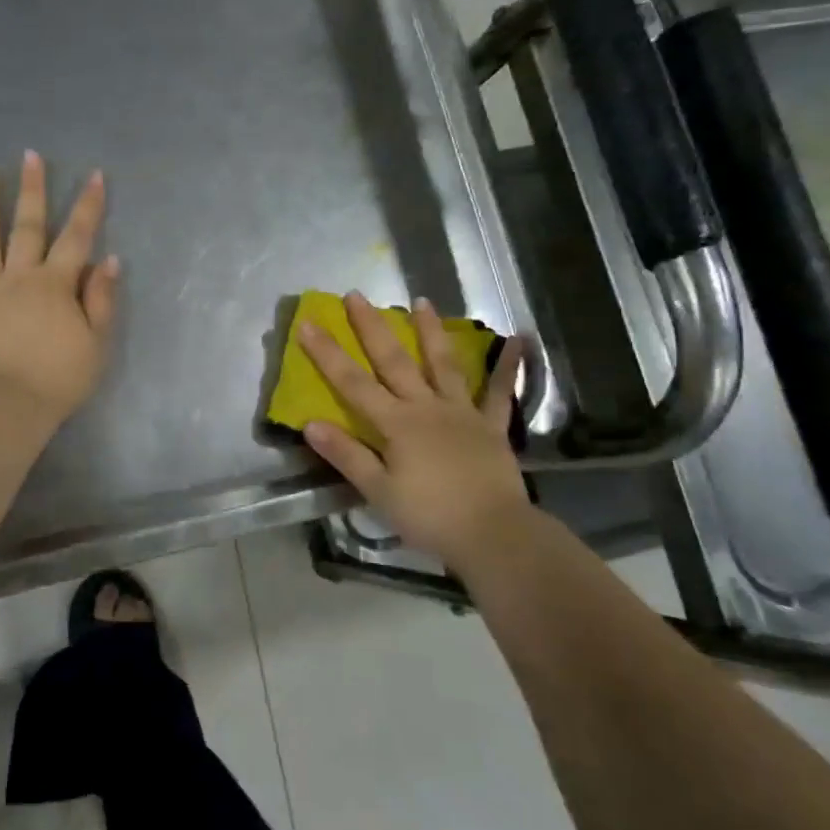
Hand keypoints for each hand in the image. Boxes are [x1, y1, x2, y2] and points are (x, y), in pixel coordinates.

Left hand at [0, 151, 118, 423]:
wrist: (8, 405)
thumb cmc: (58, 378)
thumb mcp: (97, 342)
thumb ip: (102, 299)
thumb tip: (108, 259)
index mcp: (55, 284)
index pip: (77, 237)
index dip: (89, 206)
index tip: (95, 175)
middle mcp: (19, 276)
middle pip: (28, 226)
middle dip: (33, 190)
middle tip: (30, 157)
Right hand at [298, 293, 530, 570]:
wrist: (494, 534)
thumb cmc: (430, 516)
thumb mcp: (379, 491)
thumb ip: (347, 455)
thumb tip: (310, 423)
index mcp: (396, 424)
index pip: (352, 383)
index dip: (328, 353)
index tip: (308, 323)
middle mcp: (426, 407)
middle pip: (394, 361)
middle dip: (372, 327)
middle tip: (357, 295)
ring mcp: (462, 412)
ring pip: (443, 364)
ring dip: (431, 331)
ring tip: (422, 301)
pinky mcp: (491, 426)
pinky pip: (499, 392)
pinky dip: (509, 366)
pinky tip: (520, 339)